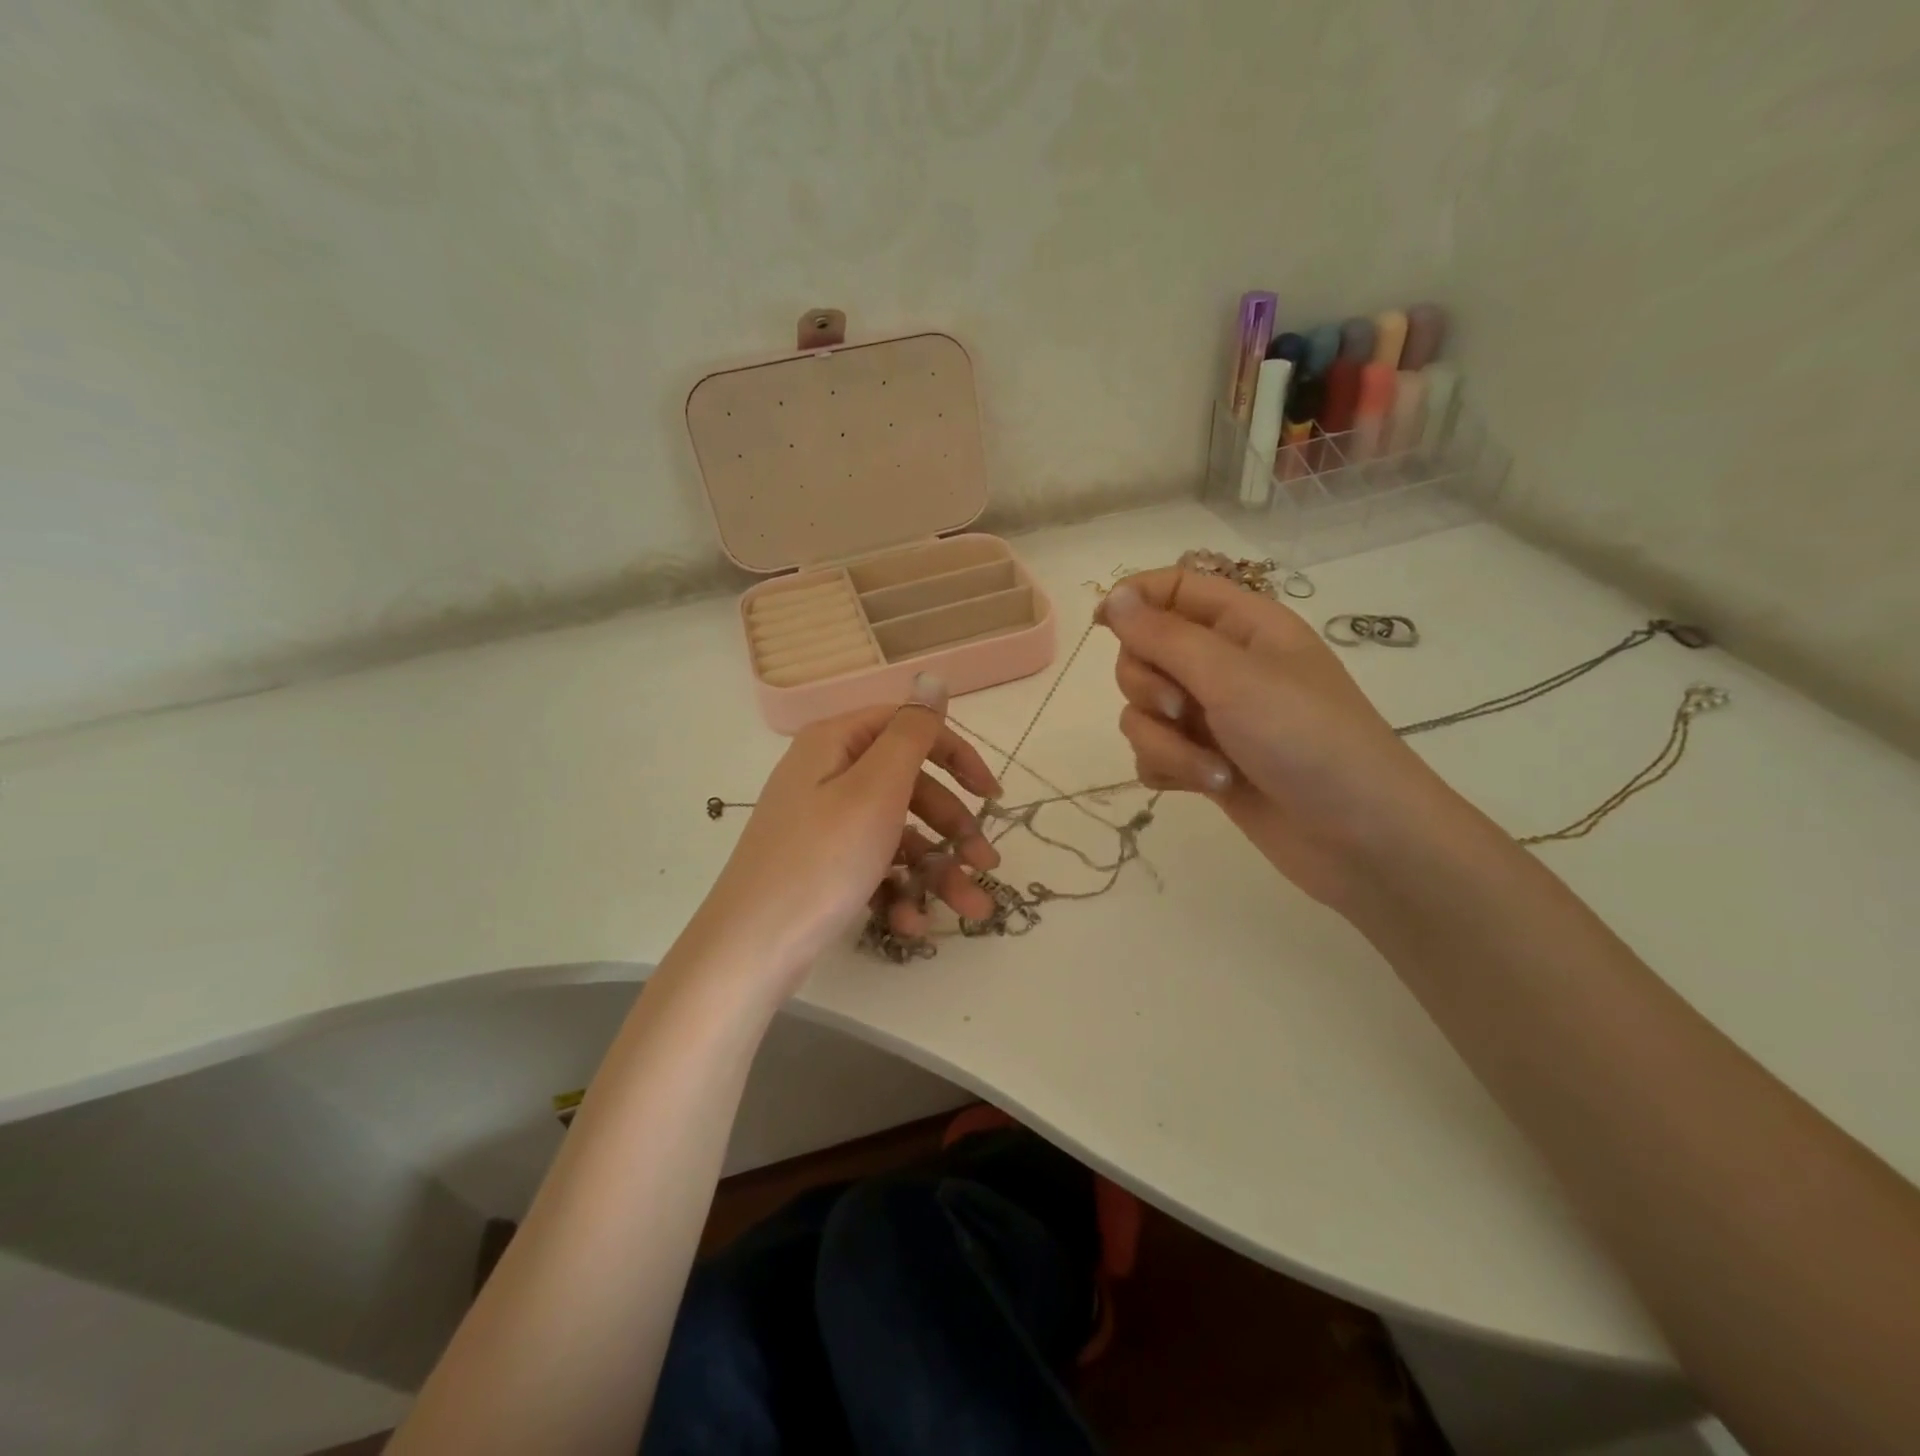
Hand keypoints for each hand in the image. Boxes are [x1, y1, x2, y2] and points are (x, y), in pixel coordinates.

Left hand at [698, 674, 1002, 990]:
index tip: (992, 795)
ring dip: (936, 870)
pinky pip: (873, 867)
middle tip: (987, 862)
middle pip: (909, 787)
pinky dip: (898, 892)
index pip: (910, 729)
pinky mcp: (823, 866)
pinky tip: (911, 924)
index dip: (957, 757)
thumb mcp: (876, 790)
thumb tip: (932, 678)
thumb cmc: (822, 860)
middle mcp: (828, 775)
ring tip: (970, 908)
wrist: (751, 948)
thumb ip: (912, 733)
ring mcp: (824, 824)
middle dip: (953, 827)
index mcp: (837, 743)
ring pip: (897, 834)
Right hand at [1098, 568, 1462, 907]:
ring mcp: (1213, 718)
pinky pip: (1153, 753)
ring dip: (1164, 742)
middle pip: (1144, 653)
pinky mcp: (1204, 763)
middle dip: (1148, 687)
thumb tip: (1113, 597)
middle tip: (1182, 709)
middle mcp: (1223, 666)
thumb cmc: (1307, 740)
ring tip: (1213, 770)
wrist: (1360, 838)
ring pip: (1143, 710)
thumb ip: (1164, 636)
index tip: (1102, 626)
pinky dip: (1170, 769)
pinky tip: (1204, 787)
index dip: (1134, 600)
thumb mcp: (1232, 677)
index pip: (1173, 588)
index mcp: (1241, 626)